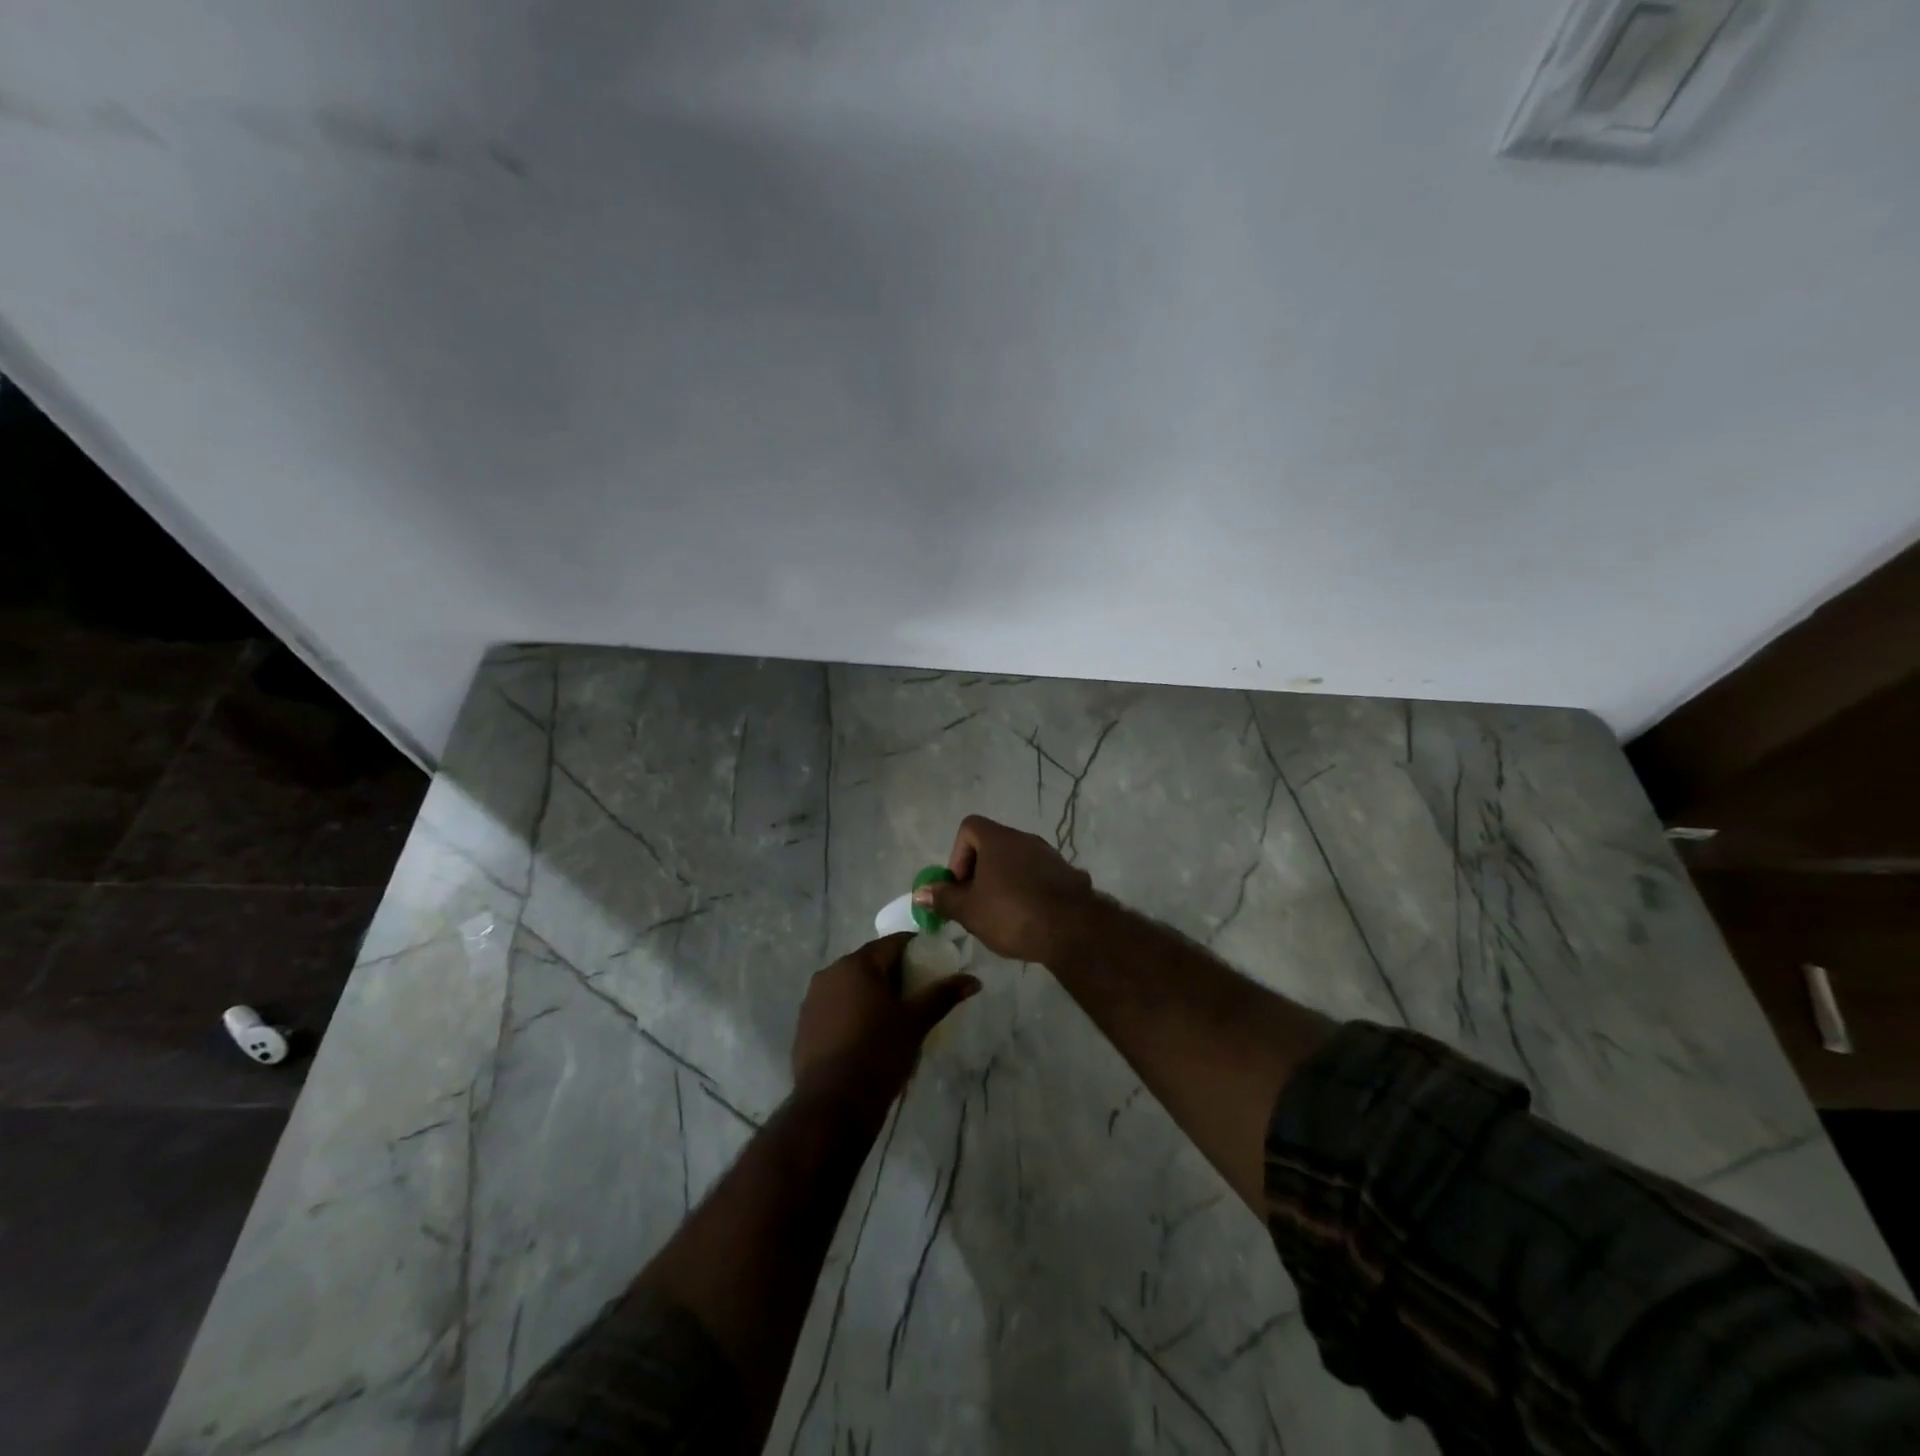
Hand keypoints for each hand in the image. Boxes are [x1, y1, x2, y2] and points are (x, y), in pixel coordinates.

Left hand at [792, 934, 978, 1099]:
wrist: (832, 1106)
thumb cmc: (878, 1054)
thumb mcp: (916, 1022)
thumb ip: (943, 995)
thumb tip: (974, 979)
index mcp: (857, 964)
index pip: (894, 943)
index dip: (918, 951)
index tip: (935, 968)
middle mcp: (831, 972)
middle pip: (872, 963)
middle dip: (896, 975)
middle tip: (918, 997)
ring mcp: (813, 998)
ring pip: (853, 985)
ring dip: (874, 994)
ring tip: (895, 1019)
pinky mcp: (805, 1023)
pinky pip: (837, 1006)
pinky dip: (855, 1011)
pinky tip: (868, 1036)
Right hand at [914, 815, 1095, 965]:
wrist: (1072, 929)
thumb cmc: (1012, 914)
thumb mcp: (969, 911)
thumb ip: (944, 898)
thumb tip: (921, 891)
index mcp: (999, 839)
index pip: (969, 827)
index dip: (958, 854)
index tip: (961, 885)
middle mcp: (1025, 839)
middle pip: (993, 845)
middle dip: (980, 872)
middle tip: (977, 904)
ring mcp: (1050, 855)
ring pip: (1018, 862)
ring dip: (1005, 882)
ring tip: (1003, 915)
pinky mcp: (1068, 874)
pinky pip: (1039, 877)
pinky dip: (1029, 891)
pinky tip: (1030, 919)